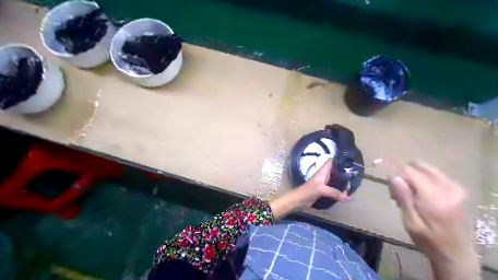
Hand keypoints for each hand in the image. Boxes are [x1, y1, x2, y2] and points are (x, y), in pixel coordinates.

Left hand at [270, 158, 347, 219]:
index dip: (339, 159)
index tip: (350, 159)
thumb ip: (334, 192)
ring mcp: (324, 182)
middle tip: (356, 175)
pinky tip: (347, 192)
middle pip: (336, 170)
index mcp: (323, 171)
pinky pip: (334, 187)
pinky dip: (340, 189)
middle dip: (344, 172)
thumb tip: (348, 197)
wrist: (299, 200)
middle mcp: (324, 175)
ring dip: (343, 181)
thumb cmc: (308, 191)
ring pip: (336, 179)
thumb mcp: (321, 190)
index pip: (331, 161)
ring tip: (354, 183)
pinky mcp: (324, 190)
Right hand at [386, 160, 480, 278]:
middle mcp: (446, 187)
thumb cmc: (429, 241)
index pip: (409, 171)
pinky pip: (434, 173)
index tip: (391, 192)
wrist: (457, 254)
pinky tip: (419, 193)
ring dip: (412, 177)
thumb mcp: (410, 223)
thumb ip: (403, 198)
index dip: (395, 176)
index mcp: (434, 197)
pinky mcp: (457, 189)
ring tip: (409, 195)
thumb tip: (393, 176)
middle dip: (403, 175)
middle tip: (399, 194)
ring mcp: (454, 187)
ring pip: (425, 167)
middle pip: (417, 166)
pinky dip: (422, 179)